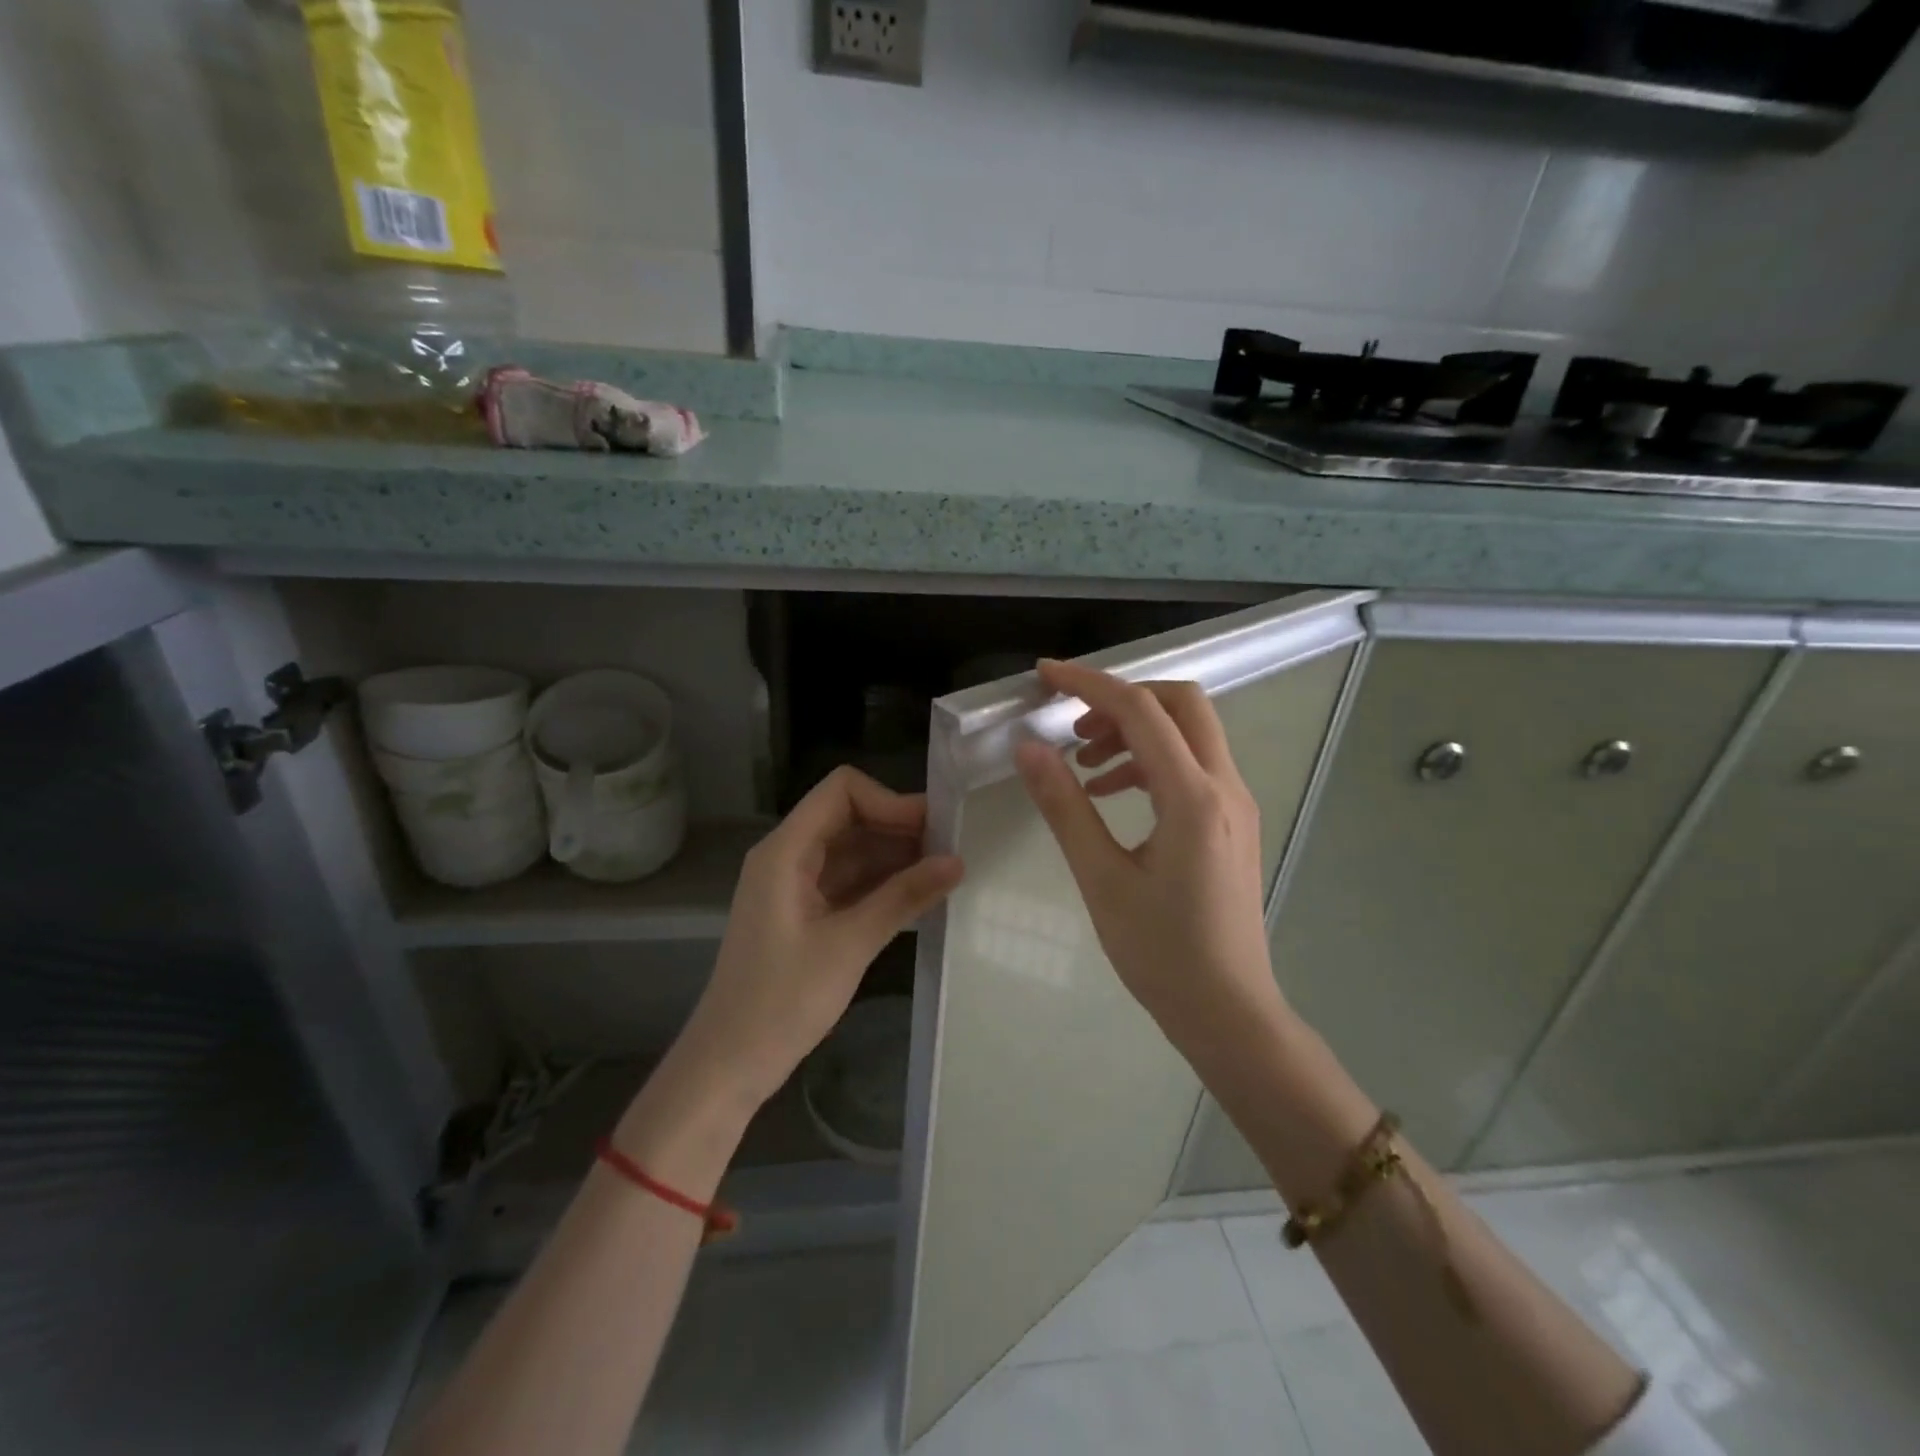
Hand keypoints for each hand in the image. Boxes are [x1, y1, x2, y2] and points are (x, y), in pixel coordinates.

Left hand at [675, 767, 963, 1106]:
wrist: (729, 1064)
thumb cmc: (782, 1002)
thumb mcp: (849, 945)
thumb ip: (903, 897)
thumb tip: (957, 861)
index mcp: (785, 851)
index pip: (842, 791)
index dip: (889, 801)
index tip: (933, 830)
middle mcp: (788, 856)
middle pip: (850, 816)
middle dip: (900, 828)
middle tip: (953, 849)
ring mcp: (795, 884)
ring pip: (853, 849)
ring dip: (896, 856)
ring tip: (946, 872)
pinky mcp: (804, 912)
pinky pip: (849, 881)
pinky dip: (882, 883)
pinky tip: (920, 896)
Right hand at [1013, 658, 1286, 1065]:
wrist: (1228, 1010)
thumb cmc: (1161, 953)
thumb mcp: (1101, 879)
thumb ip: (1065, 806)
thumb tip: (1029, 748)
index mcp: (1193, 798)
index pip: (1141, 711)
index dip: (1089, 684)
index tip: (1045, 676)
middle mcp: (1225, 787)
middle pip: (1181, 704)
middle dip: (1123, 699)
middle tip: (1074, 726)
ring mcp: (1235, 803)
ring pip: (1189, 733)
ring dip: (1136, 731)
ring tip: (1083, 765)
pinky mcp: (1231, 822)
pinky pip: (1192, 766)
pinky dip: (1150, 761)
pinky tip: (1110, 793)